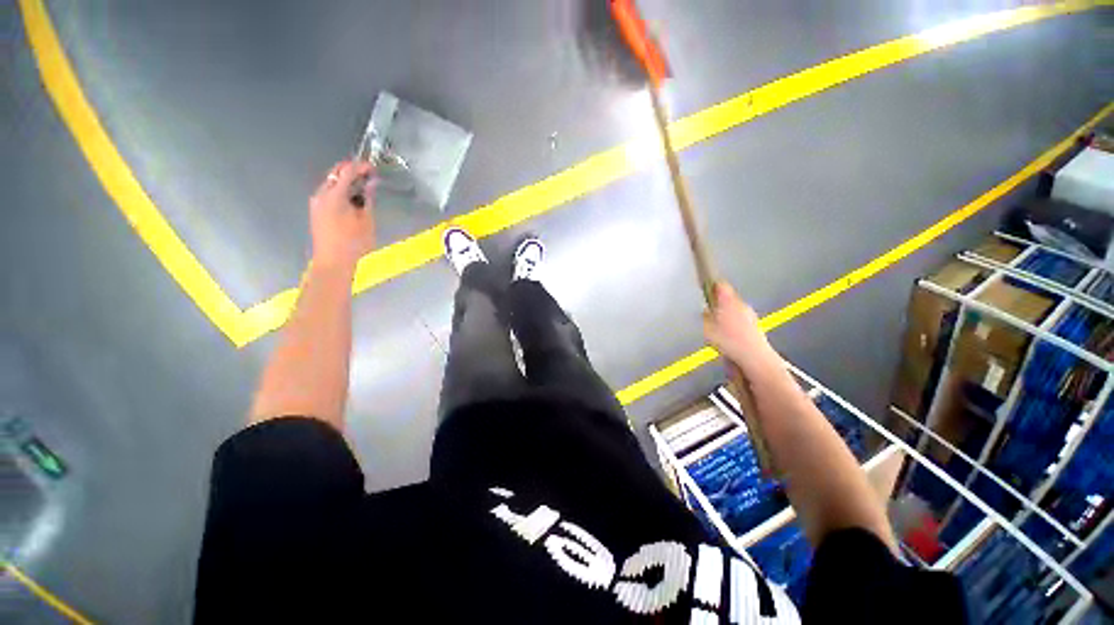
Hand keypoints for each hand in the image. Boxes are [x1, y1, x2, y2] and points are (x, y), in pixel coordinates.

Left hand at [309, 161, 375, 269]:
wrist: (333, 262)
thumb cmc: (354, 243)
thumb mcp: (367, 220)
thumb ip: (368, 199)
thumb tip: (370, 184)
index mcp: (334, 195)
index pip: (347, 171)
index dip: (360, 166)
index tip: (373, 168)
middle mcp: (321, 194)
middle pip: (335, 173)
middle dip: (351, 171)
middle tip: (368, 176)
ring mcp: (316, 202)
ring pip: (331, 183)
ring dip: (346, 181)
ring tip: (363, 189)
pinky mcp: (316, 210)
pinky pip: (328, 193)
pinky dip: (340, 190)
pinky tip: (352, 200)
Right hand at [703, 282, 779, 373]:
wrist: (753, 356)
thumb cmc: (729, 341)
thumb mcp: (707, 328)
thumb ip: (705, 317)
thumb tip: (705, 312)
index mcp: (728, 301)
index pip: (720, 284)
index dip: (711, 284)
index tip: (705, 285)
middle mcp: (741, 304)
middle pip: (728, 297)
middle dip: (718, 303)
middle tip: (708, 311)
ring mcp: (750, 315)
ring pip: (735, 309)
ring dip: (726, 314)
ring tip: (717, 327)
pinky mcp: (755, 326)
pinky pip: (741, 320)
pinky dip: (734, 324)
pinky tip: (728, 336)